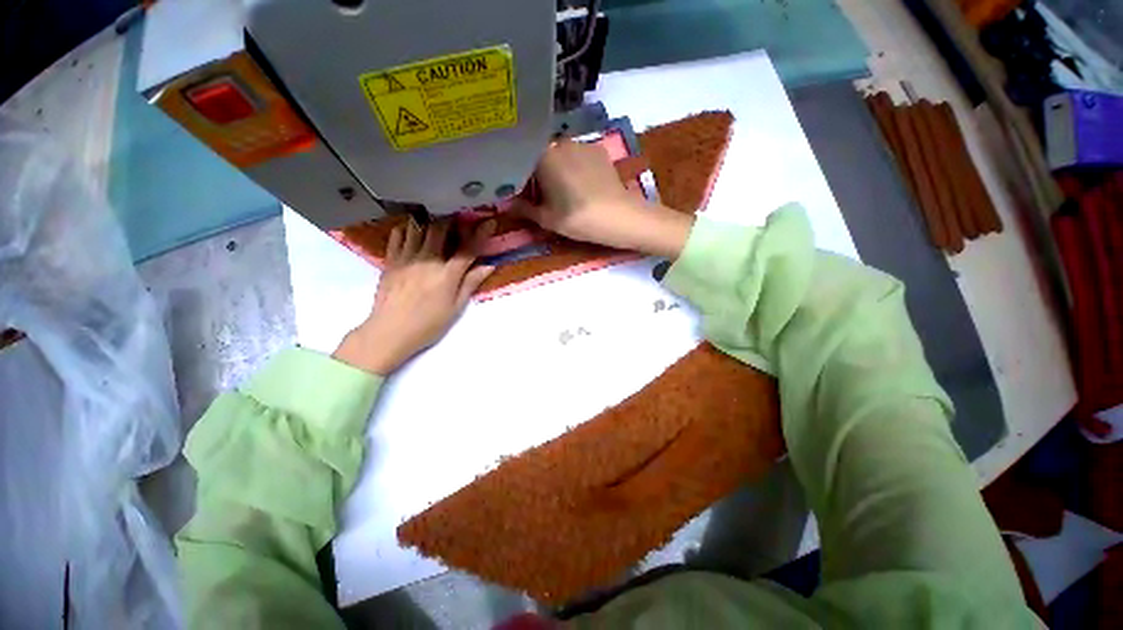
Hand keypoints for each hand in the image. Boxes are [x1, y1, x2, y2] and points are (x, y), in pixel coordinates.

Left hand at [333, 220, 495, 374]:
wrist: (390, 331)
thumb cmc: (428, 324)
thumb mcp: (455, 307)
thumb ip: (470, 283)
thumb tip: (489, 266)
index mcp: (447, 275)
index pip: (468, 249)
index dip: (480, 233)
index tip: (489, 221)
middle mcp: (428, 260)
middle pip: (440, 230)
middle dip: (452, 220)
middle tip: (458, 218)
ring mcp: (406, 258)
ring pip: (418, 228)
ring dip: (429, 221)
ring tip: (435, 221)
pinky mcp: (390, 261)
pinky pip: (397, 236)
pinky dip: (406, 229)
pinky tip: (411, 231)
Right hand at [513, 139, 693, 258]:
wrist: (620, 217)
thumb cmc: (578, 218)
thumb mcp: (546, 219)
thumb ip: (523, 209)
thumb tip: (506, 205)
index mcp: (543, 155)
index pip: (521, 160)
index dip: (518, 177)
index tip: (519, 193)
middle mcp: (560, 141)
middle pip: (540, 155)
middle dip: (536, 173)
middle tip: (539, 195)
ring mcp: (582, 143)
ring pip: (559, 155)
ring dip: (555, 169)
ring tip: (561, 191)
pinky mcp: (598, 150)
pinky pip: (577, 156)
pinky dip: (573, 167)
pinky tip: (580, 185)